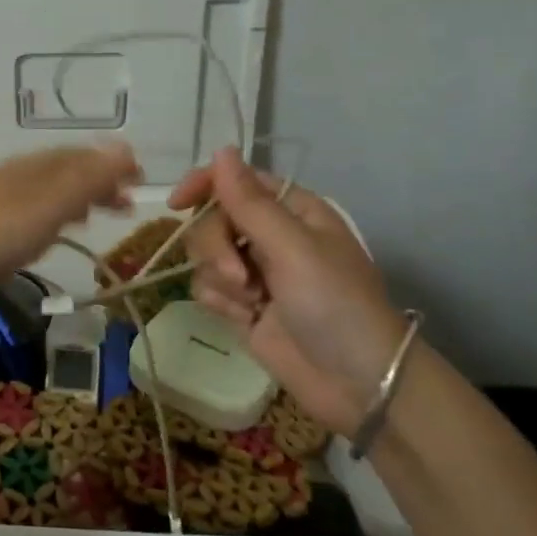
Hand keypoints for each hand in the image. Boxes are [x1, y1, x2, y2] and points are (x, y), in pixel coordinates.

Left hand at [0, 143, 140, 337]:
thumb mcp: (43, 207)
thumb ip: (84, 181)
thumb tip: (125, 148)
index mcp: (26, 171)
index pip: (76, 157)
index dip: (109, 163)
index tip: (141, 177)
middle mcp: (9, 185)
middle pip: (59, 176)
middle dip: (94, 184)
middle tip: (126, 205)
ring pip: (41, 201)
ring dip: (71, 205)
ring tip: (96, 219)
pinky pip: (23, 227)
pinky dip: (46, 227)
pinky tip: (45, 243)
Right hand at [168, 147, 403, 435]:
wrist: (359, 384)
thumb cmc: (336, 304)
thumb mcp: (293, 248)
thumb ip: (250, 202)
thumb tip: (222, 150)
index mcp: (292, 210)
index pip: (235, 180)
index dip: (203, 185)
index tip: (177, 203)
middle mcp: (271, 234)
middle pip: (213, 219)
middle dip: (217, 247)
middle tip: (240, 277)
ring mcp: (256, 270)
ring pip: (205, 255)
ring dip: (220, 279)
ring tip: (252, 302)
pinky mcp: (243, 304)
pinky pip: (207, 287)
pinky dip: (220, 302)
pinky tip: (246, 319)